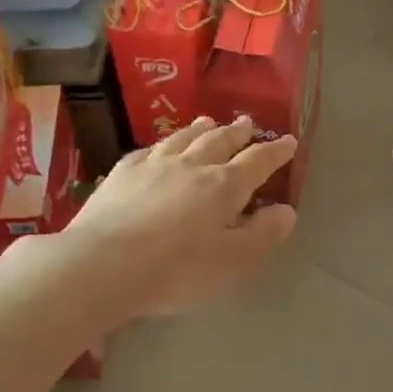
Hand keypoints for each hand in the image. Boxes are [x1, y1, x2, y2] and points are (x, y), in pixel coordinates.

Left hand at [62, 116, 298, 316]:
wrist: (104, 265)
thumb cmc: (177, 270)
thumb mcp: (232, 261)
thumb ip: (261, 234)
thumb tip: (287, 210)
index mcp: (224, 187)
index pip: (257, 162)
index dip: (275, 152)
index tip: (289, 141)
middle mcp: (191, 166)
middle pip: (219, 142)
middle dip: (237, 133)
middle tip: (247, 122)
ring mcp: (153, 166)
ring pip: (183, 138)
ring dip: (200, 129)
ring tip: (208, 121)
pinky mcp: (121, 174)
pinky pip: (147, 150)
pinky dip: (161, 144)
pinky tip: (159, 147)